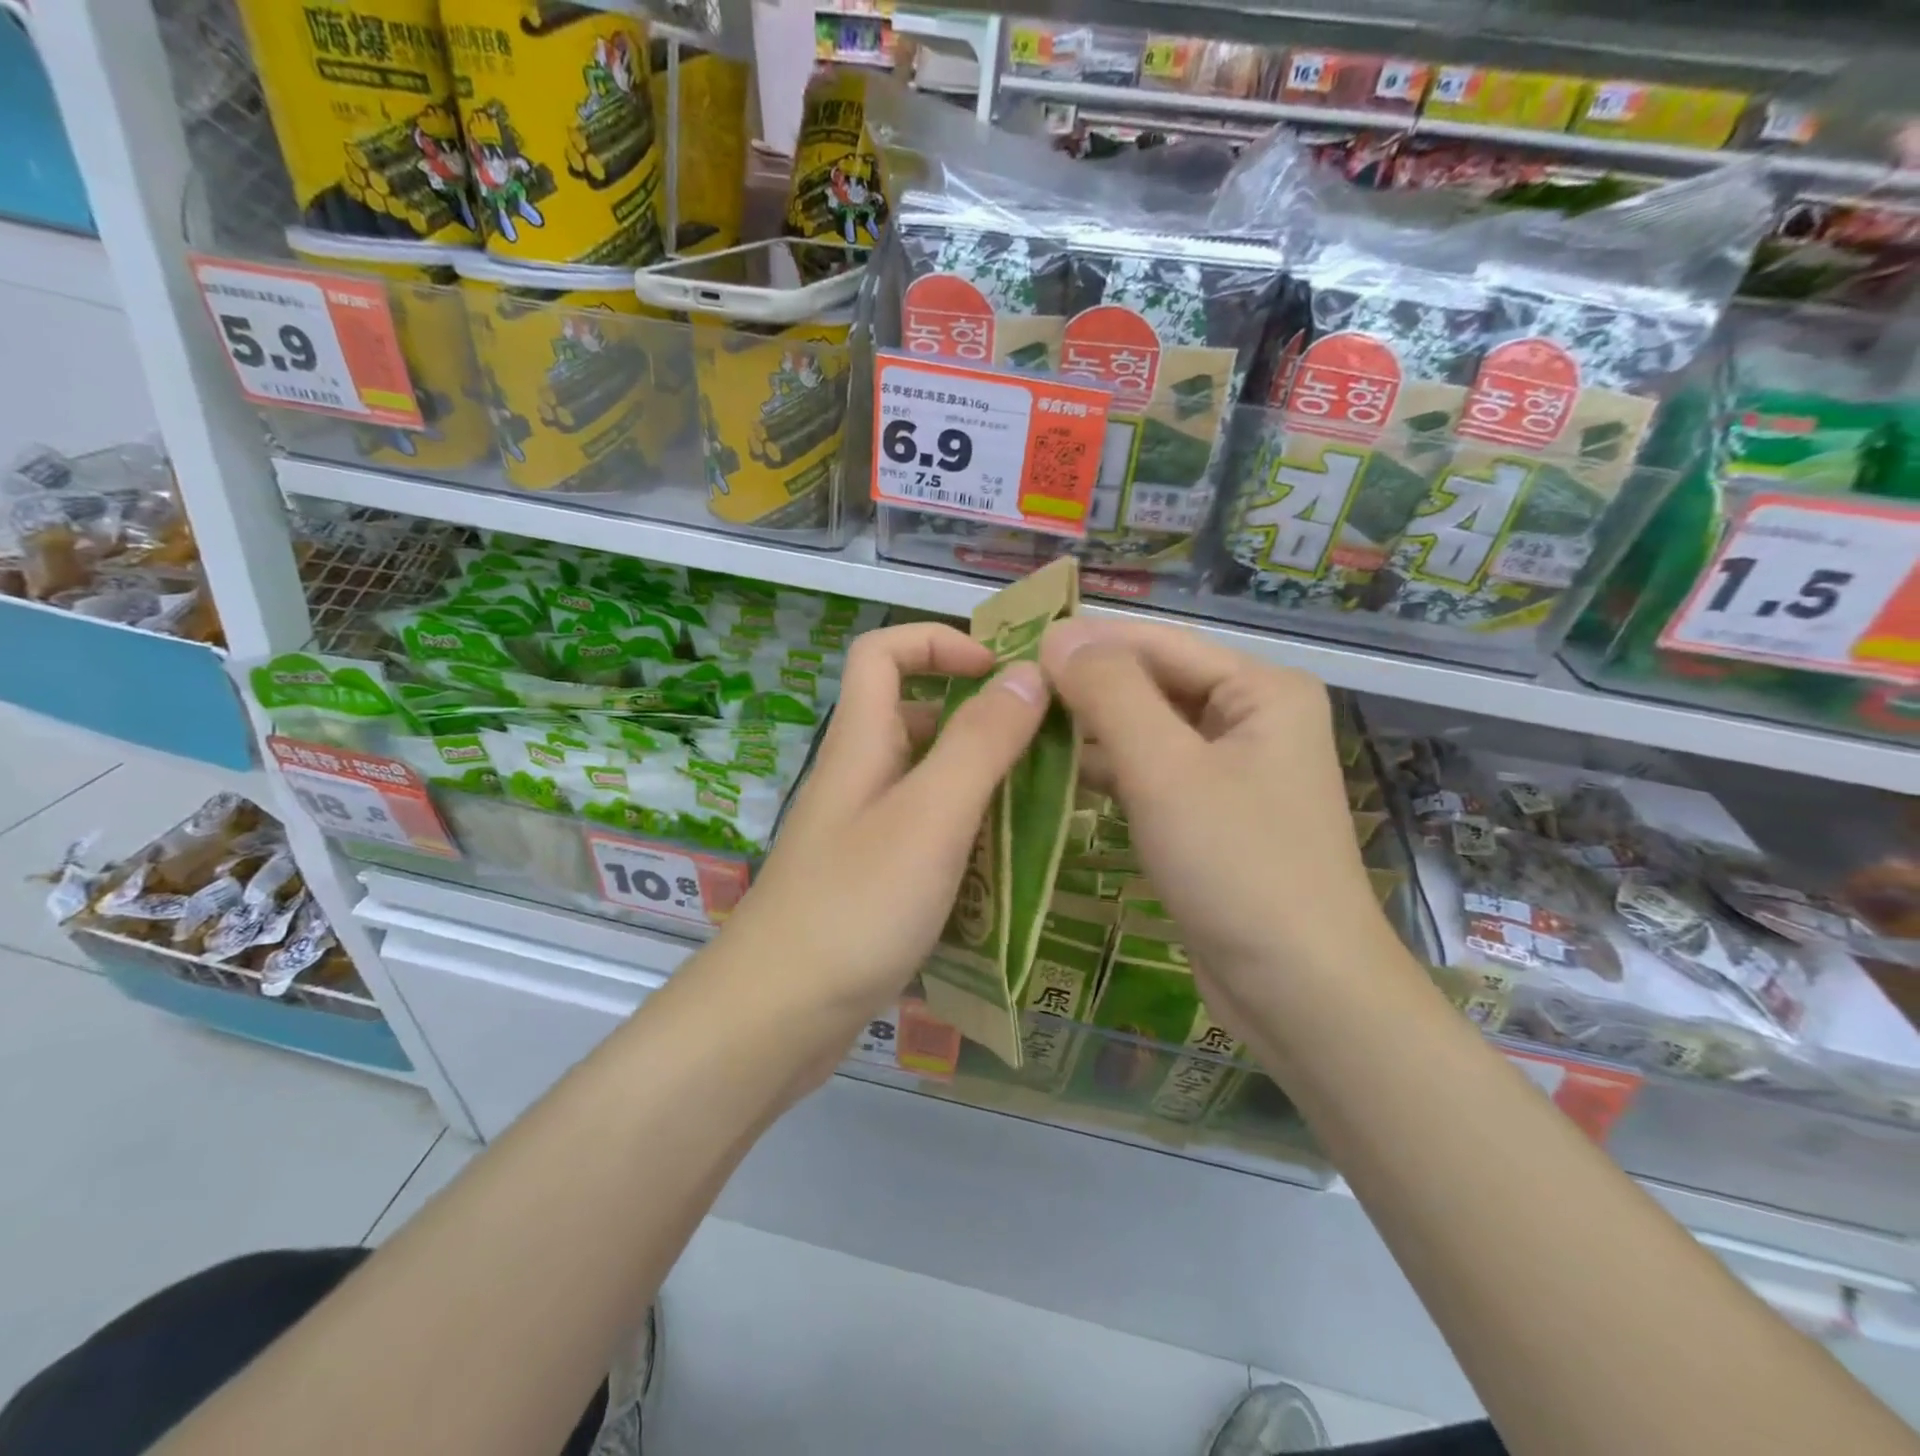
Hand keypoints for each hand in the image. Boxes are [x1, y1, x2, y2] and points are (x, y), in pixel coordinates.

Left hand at [721, 622, 1047, 1022]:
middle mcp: (858, 776)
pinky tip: (1010, 866)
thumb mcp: (931, 815)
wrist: (777, 1015)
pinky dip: (969, 834)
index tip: (1003, 673)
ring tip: (1048, 806)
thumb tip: (1027, 674)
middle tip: (1048, 746)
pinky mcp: (871, 879)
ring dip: (983, 781)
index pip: (883, 652)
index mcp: (861, 742)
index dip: (940, 642)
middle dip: (980, 718)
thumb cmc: (856, 905)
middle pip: (915, 715)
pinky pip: (927, 834)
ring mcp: (862, 831)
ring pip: (928, 780)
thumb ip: (980, 742)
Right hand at [1039, 618, 1396, 1035]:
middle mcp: (1252, 718)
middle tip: (1006, 693)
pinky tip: (1053, 775)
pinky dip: (1107, 773)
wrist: (1301, 993)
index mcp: (1260, 689)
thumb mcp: (1166, 770)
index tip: (1012, 645)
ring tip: (1017, 730)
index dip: (1084, 641)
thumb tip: (1058, 634)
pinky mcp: (1211, 815)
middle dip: (1084, 688)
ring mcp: (1233, 770)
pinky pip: (1151, 774)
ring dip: (1089, 732)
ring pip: (1147, 731)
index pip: (1156, 643)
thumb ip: (1110, 693)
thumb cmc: (1238, 867)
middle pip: (1153, 684)